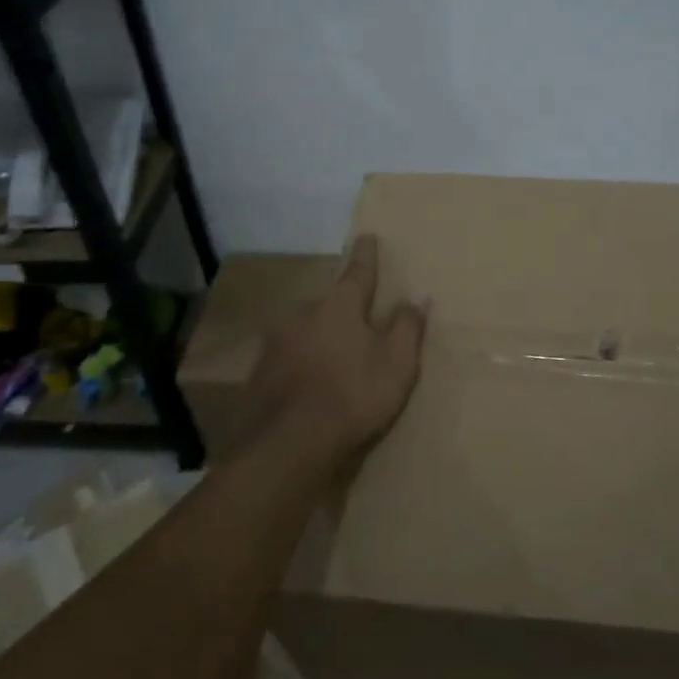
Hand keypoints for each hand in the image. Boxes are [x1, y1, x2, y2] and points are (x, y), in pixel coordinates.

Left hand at [240, 235, 426, 470]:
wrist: (290, 443)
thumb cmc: (354, 395)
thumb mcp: (397, 363)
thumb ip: (408, 327)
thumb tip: (418, 295)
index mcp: (339, 305)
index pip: (358, 272)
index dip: (366, 256)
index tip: (367, 236)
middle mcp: (303, 314)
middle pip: (328, 304)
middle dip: (341, 309)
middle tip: (355, 323)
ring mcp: (276, 342)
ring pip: (304, 331)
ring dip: (318, 338)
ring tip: (331, 360)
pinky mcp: (260, 372)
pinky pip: (288, 358)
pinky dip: (300, 364)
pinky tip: (307, 385)